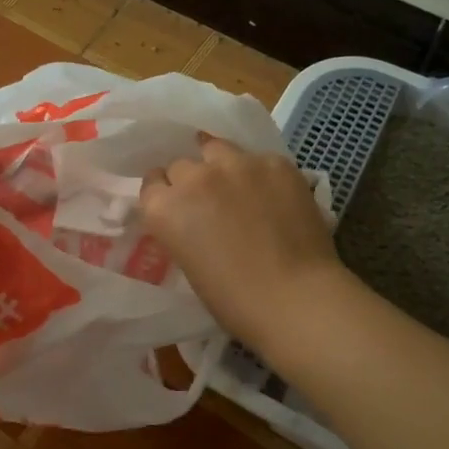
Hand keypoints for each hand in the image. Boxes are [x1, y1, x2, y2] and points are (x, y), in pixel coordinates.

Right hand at [140, 136, 348, 352]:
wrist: (296, 298)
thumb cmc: (234, 300)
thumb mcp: (188, 263)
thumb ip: (181, 229)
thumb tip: (194, 218)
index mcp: (164, 208)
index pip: (152, 182)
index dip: (166, 194)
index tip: (179, 207)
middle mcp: (194, 177)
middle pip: (182, 165)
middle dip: (191, 180)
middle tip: (209, 202)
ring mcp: (236, 164)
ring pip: (217, 148)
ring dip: (220, 165)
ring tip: (238, 185)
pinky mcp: (274, 163)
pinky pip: (258, 159)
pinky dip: (260, 174)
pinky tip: (274, 195)